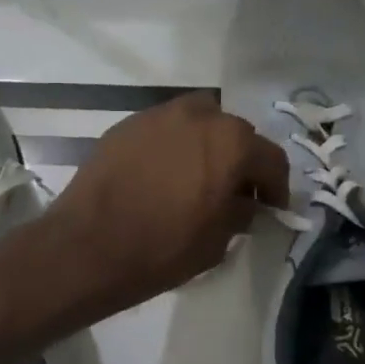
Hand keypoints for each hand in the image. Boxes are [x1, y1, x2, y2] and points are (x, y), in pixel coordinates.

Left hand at [45, 92, 289, 313]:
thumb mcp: (217, 241)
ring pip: (197, 121)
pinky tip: (162, 173)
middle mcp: (198, 116)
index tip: (271, 207)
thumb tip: (245, 202)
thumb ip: (240, 212)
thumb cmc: (162, 248)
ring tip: (197, 174)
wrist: (88, 246)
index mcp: (230, 142)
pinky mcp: (126, 125)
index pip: (270, 158)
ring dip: (206, 143)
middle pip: (234, 132)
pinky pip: (163, 129)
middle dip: (240, 159)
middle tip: (234, 190)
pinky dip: (172, 145)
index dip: (276, 186)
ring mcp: (158, 115)